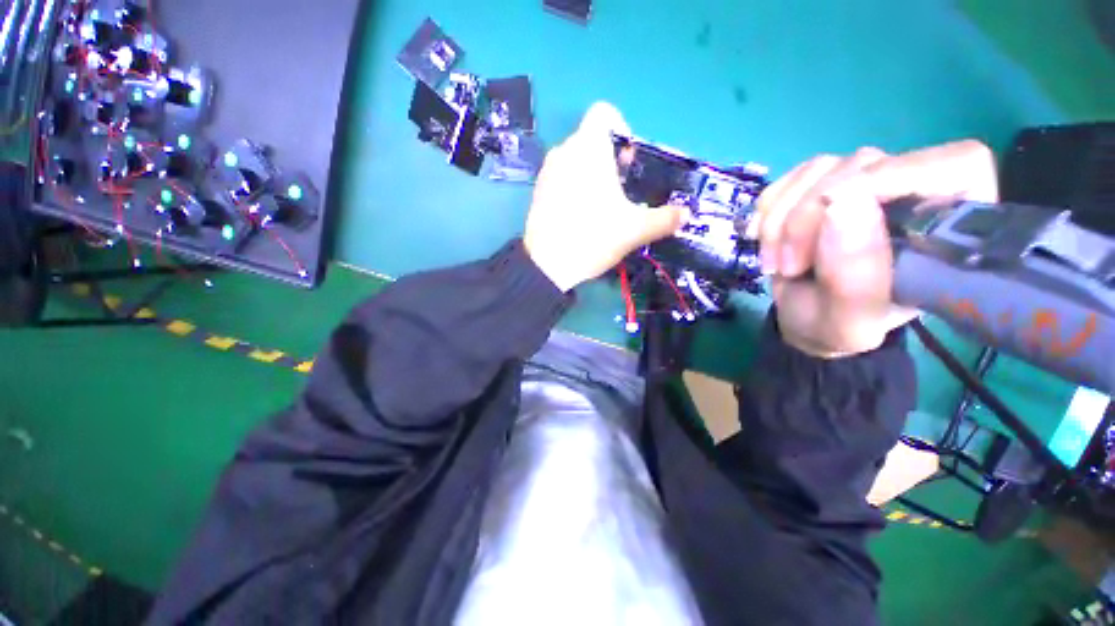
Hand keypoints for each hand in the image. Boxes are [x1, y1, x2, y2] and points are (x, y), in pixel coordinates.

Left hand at [524, 103, 683, 291]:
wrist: (547, 266)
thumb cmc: (593, 237)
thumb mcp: (634, 229)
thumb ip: (664, 219)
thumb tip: (686, 214)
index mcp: (589, 147)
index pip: (604, 112)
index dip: (622, 128)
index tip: (629, 159)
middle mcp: (564, 150)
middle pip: (592, 139)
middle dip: (611, 157)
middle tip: (622, 187)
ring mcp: (547, 171)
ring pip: (575, 159)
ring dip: (593, 173)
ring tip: (603, 204)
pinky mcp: (538, 191)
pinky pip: (561, 176)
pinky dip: (575, 185)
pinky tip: (581, 215)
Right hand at [749, 140, 997, 357]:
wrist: (804, 318)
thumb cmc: (837, 326)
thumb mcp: (849, 321)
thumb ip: (855, 275)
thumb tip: (840, 202)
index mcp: (949, 230)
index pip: (954, 166)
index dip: (895, 177)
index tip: (834, 217)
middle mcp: (914, 192)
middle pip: (865, 166)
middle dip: (808, 217)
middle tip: (788, 266)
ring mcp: (866, 182)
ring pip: (820, 169)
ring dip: (780, 219)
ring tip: (774, 262)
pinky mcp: (826, 182)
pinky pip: (793, 176)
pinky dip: (769, 208)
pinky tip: (762, 236)